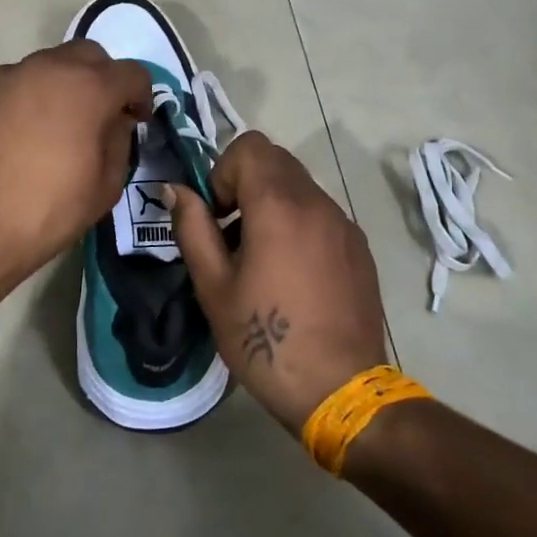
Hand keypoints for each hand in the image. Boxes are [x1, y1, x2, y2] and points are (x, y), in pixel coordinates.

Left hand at [0, 41, 151, 290]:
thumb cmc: (47, 211)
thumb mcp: (105, 186)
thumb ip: (119, 142)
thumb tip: (114, 122)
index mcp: (88, 88)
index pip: (131, 73)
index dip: (140, 96)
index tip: (135, 121)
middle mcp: (48, 68)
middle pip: (88, 55)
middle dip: (102, 79)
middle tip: (99, 114)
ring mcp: (7, 76)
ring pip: (47, 65)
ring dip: (62, 85)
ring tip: (56, 124)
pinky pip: (14, 84)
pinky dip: (27, 98)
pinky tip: (19, 134)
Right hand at [165, 132, 389, 433]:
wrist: (339, 390)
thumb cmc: (264, 339)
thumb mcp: (213, 285)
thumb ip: (192, 227)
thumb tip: (177, 189)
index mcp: (279, 206)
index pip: (249, 146)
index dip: (223, 172)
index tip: (217, 216)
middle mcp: (317, 203)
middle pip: (276, 160)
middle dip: (245, 183)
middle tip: (231, 234)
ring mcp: (344, 224)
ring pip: (300, 187)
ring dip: (272, 204)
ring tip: (261, 259)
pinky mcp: (359, 248)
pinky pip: (321, 214)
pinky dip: (299, 224)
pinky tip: (293, 275)